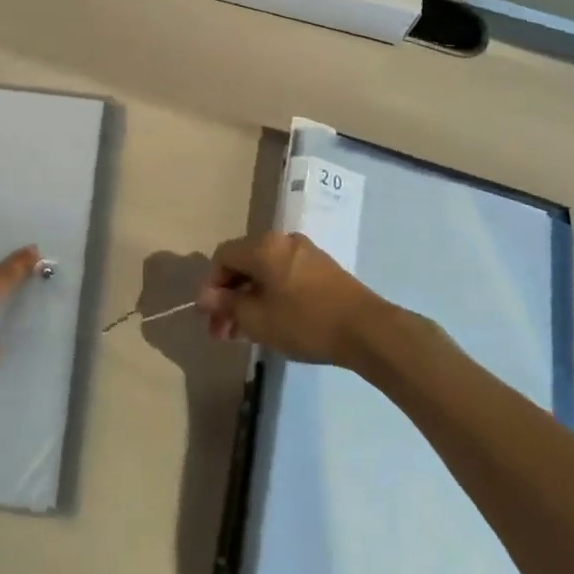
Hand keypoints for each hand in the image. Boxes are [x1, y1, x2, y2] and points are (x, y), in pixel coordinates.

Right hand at [196, 231, 388, 366]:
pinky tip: (272, 323)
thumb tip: (206, 297)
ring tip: (245, 333)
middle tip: (223, 332)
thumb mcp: (257, 319)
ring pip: (264, 272)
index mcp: (263, 246)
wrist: (366, 329)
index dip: (211, 286)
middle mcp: (282, 241)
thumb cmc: (305, 321)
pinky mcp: (322, 269)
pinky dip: (271, 296)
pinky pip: (284, 276)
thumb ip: (227, 305)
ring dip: (249, 299)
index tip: (210, 317)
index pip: (223, 257)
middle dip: (229, 297)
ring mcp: (305, 252)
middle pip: (244, 264)